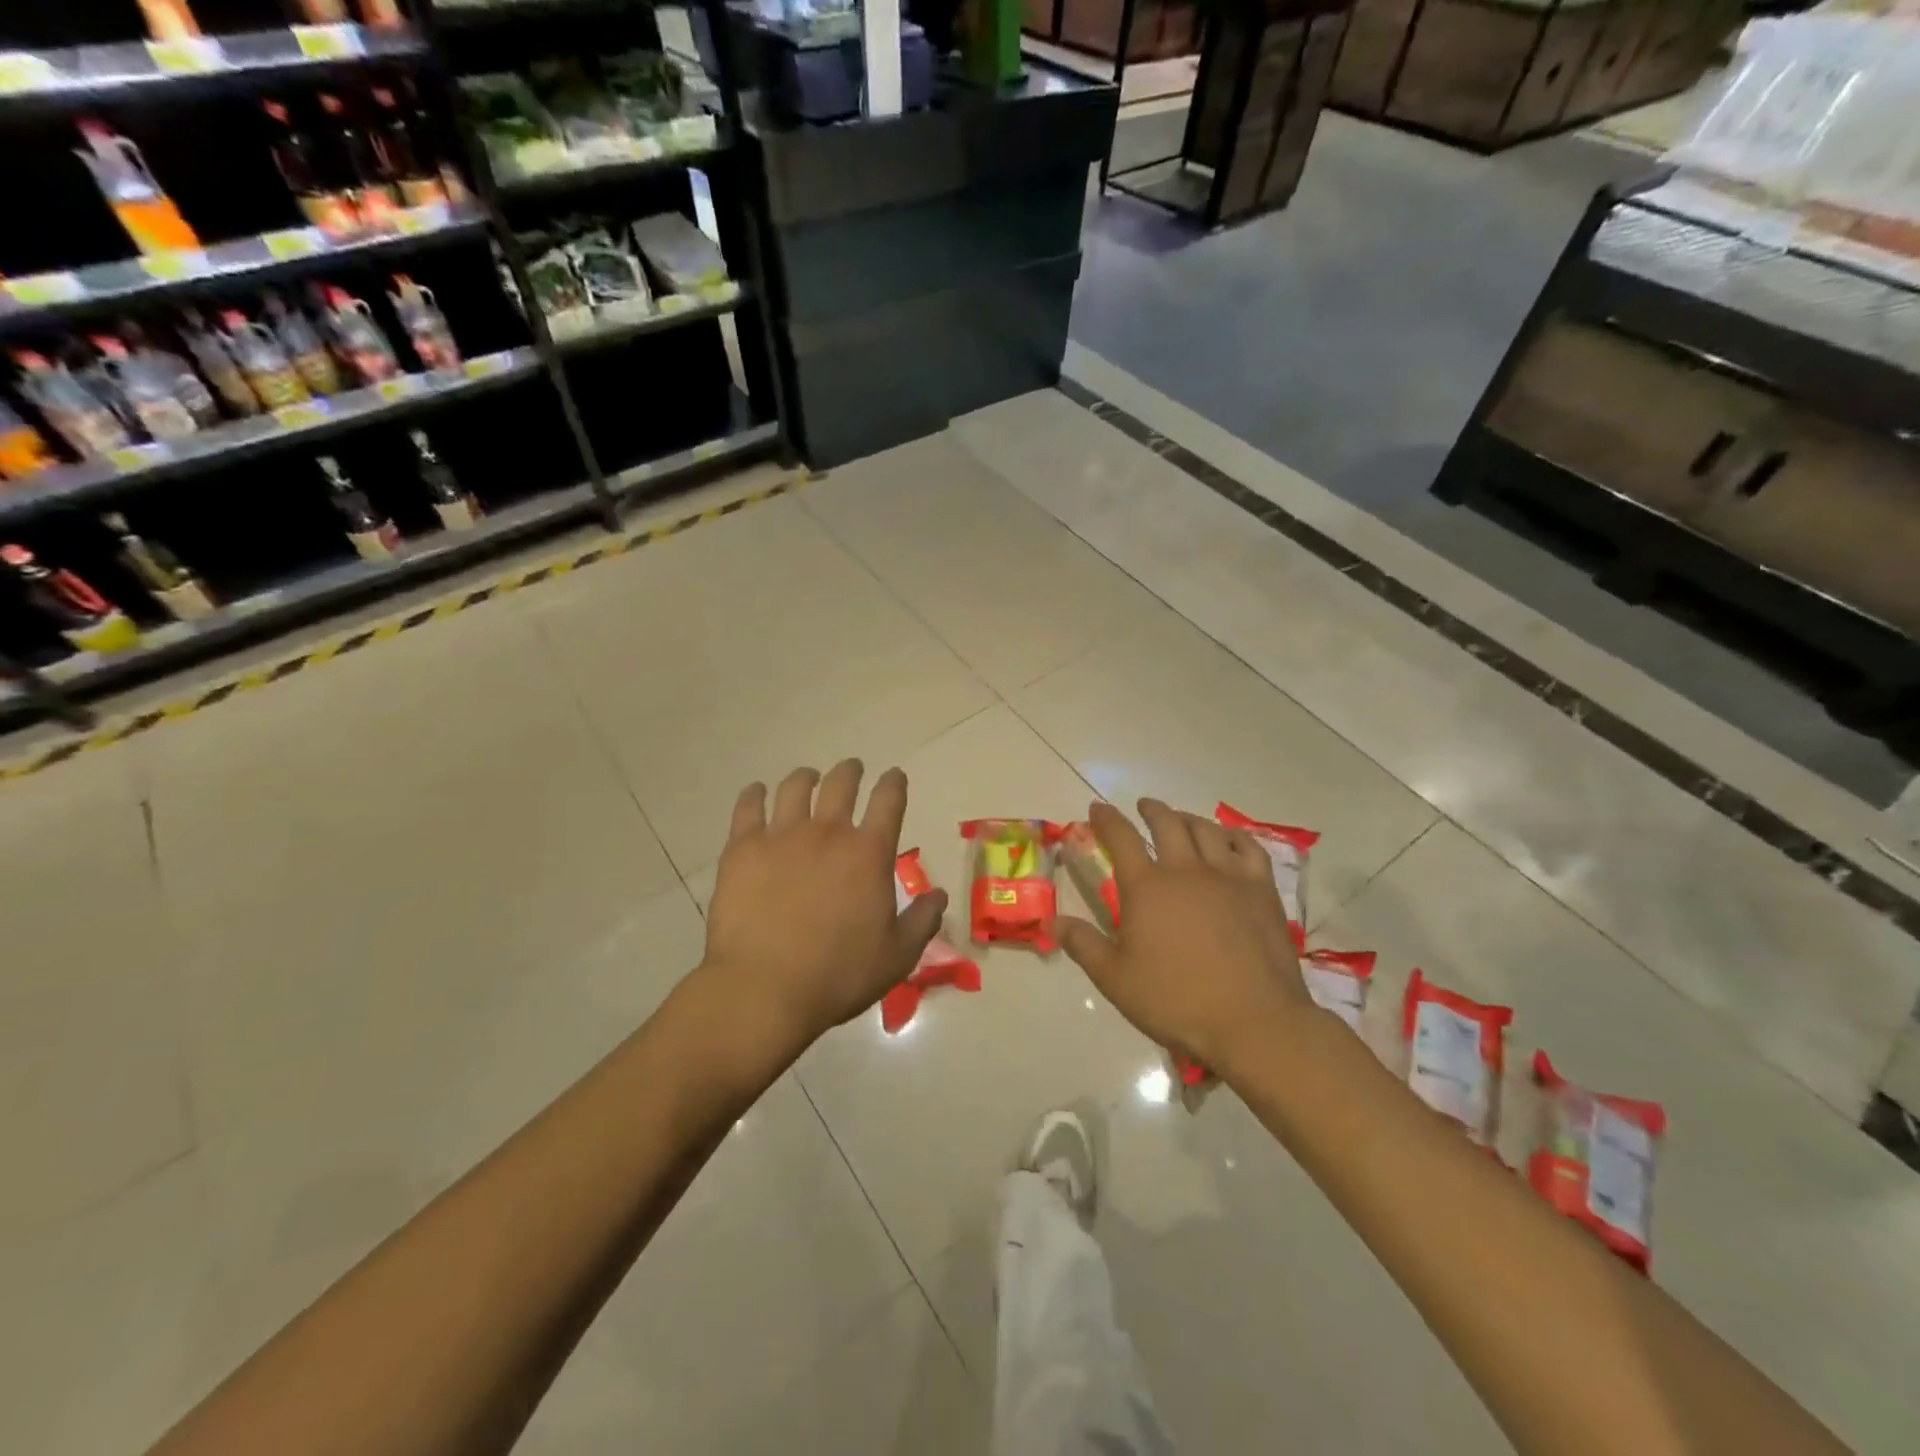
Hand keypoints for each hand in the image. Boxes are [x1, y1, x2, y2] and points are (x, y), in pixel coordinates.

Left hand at [701, 759, 948, 1053]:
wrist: (764, 989)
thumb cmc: (838, 975)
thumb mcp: (897, 956)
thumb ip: (922, 921)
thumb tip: (939, 895)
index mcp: (869, 853)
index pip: (889, 800)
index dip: (894, 783)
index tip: (894, 776)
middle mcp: (828, 832)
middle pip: (841, 783)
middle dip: (851, 771)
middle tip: (852, 770)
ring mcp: (782, 836)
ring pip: (795, 787)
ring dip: (806, 777)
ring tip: (808, 778)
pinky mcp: (743, 848)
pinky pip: (748, 806)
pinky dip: (755, 793)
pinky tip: (757, 792)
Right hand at [1059, 799, 1314, 1080]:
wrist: (1253, 1021)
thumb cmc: (1176, 1001)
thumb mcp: (1115, 979)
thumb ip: (1083, 945)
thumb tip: (1052, 921)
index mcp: (1147, 887)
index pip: (1121, 838)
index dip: (1107, 819)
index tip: (1098, 808)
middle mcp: (1186, 870)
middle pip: (1167, 824)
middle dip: (1152, 810)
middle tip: (1144, 806)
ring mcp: (1228, 877)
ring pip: (1206, 830)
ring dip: (1188, 818)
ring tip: (1181, 818)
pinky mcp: (1261, 891)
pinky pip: (1249, 848)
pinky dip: (1234, 836)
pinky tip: (1229, 838)